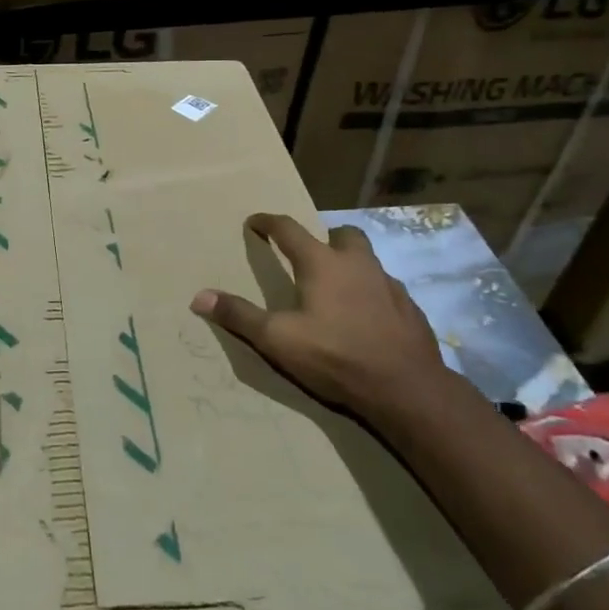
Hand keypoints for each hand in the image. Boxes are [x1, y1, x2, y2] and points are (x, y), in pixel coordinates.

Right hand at [190, 214, 449, 419]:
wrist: (406, 388)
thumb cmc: (335, 356)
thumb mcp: (278, 340)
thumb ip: (240, 316)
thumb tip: (199, 296)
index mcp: (322, 264)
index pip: (289, 230)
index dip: (269, 222)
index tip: (255, 221)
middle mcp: (357, 264)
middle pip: (342, 235)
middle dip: (325, 238)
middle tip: (310, 255)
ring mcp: (389, 285)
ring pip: (369, 260)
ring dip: (352, 265)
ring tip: (338, 288)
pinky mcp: (410, 309)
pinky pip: (387, 289)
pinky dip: (373, 294)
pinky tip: (367, 317)